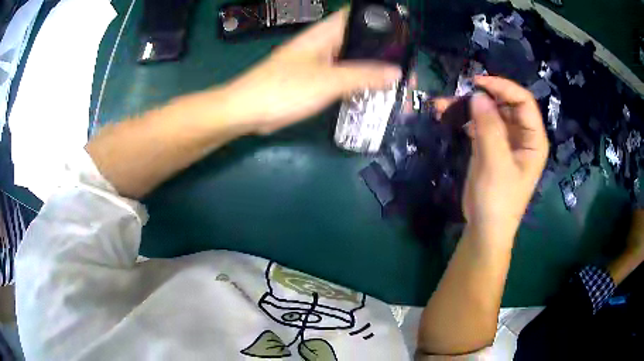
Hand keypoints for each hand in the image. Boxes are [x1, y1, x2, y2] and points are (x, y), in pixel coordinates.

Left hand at [219, 9, 400, 133]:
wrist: (248, 111)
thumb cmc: (283, 89)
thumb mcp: (327, 81)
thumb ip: (363, 76)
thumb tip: (396, 73)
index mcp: (325, 33)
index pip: (357, 16)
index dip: (382, 20)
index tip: (404, 35)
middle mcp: (325, 43)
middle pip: (361, 40)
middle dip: (385, 52)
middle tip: (407, 69)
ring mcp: (321, 62)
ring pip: (354, 61)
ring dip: (374, 71)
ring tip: (399, 84)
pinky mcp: (317, 80)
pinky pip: (345, 77)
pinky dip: (360, 84)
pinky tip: (375, 94)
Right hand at [437, 77, 547, 241]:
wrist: (485, 227)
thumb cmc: (498, 200)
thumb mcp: (496, 164)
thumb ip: (489, 128)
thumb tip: (477, 95)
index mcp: (533, 139)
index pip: (523, 102)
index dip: (503, 87)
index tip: (478, 83)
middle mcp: (521, 136)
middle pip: (505, 104)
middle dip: (483, 95)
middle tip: (459, 93)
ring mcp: (505, 140)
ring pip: (489, 112)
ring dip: (469, 106)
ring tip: (444, 104)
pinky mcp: (490, 146)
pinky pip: (479, 124)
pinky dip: (464, 118)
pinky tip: (449, 115)